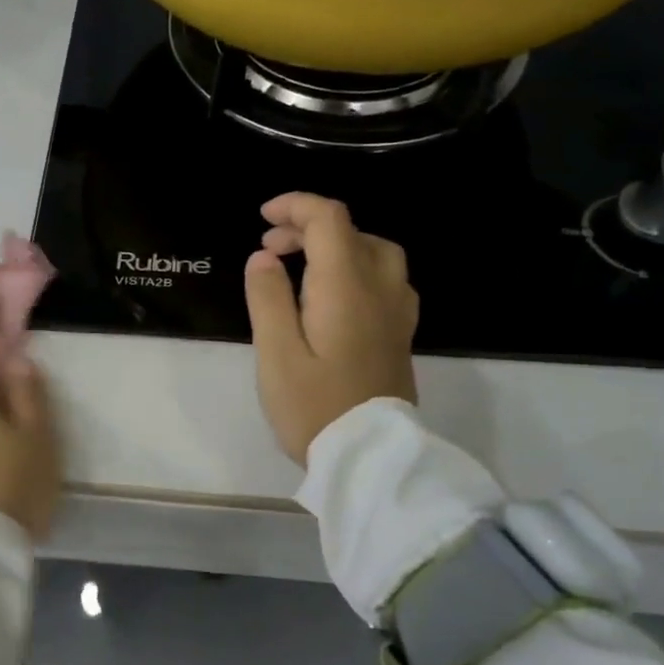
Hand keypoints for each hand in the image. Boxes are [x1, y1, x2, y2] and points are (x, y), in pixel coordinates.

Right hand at [243, 193, 419, 465]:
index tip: (263, 217)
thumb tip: (264, 257)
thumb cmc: (314, 406)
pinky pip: (385, 278)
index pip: (329, 220)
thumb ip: (268, 298)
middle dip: (308, 227)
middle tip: (269, 249)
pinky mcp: (401, 333)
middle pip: (352, 231)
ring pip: (375, 251)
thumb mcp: (276, 353)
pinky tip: (335, 294)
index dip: (296, 206)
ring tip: (301, 265)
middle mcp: (380, 288)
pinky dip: (356, 267)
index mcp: (346, 286)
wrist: (369, 458)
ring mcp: (397, 311)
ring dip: (336, 245)